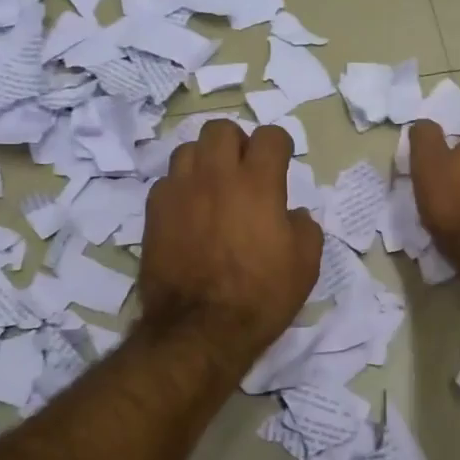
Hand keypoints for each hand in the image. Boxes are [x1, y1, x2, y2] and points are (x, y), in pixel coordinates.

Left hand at [138, 120, 322, 361]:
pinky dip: (180, 189)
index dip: (279, 147)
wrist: (200, 329)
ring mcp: (180, 191)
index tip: (281, 164)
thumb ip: (304, 226)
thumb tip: (290, 213)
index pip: (270, 136)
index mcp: (258, 183)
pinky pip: (166, 182)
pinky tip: (189, 212)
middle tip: (244, 170)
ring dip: (204, 161)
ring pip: (187, 149)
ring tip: (212, 187)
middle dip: (237, 143)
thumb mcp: (305, 265)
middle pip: (221, 130)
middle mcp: (216, 176)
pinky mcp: (154, 212)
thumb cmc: (260, 296)